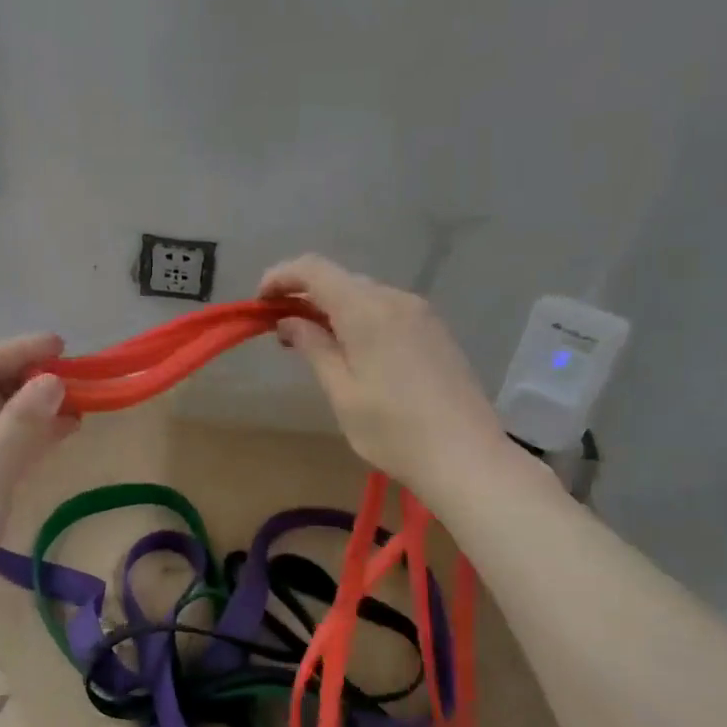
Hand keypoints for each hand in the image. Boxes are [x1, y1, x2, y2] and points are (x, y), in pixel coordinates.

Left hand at [0, 334, 76, 630]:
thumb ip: (25, 416)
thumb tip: (53, 381)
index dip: (23, 351)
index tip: (64, 347)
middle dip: (33, 382)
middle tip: (79, 380)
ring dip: (36, 412)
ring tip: (80, 406)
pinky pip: (2, 451)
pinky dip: (30, 441)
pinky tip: (61, 437)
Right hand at [261, 255, 515, 500]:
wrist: (466, 456)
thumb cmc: (393, 430)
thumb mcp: (342, 392)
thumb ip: (314, 347)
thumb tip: (289, 321)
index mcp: (367, 310)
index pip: (314, 270)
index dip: (281, 277)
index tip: (260, 303)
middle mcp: (396, 299)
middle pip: (340, 280)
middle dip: (305, 296)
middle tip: (281, 332)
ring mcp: (421, 314)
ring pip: (365, 295)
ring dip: (334, 309)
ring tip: (315, 345)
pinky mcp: (436, 332)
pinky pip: (388, 311)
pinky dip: (360, 319)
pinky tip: (354, 352)